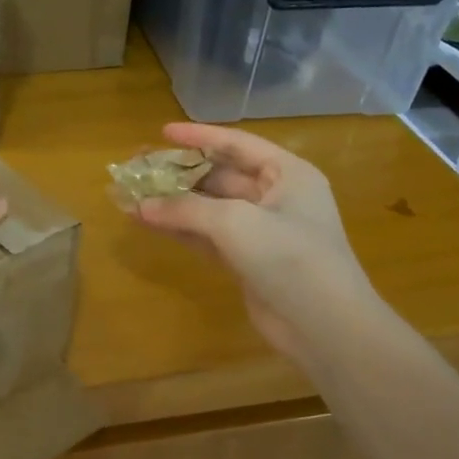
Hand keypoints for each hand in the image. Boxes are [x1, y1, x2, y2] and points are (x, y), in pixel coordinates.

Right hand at [134, 122, 369, 361]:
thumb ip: (186, 209)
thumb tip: (141, 205)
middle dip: (179, 172)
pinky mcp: (247, 261)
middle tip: (140, 166)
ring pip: (209, 208)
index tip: (162, 131)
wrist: (326, 326)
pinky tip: (148, 223)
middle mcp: (276, 197)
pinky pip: (207, 236)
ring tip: (133, 195)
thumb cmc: (290, 257)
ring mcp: (262, 231)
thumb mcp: (236, 222)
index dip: (199, 136)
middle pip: (219, 176)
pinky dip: (180, 229)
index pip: (237, 144)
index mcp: (288, 173)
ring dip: (173, 203)